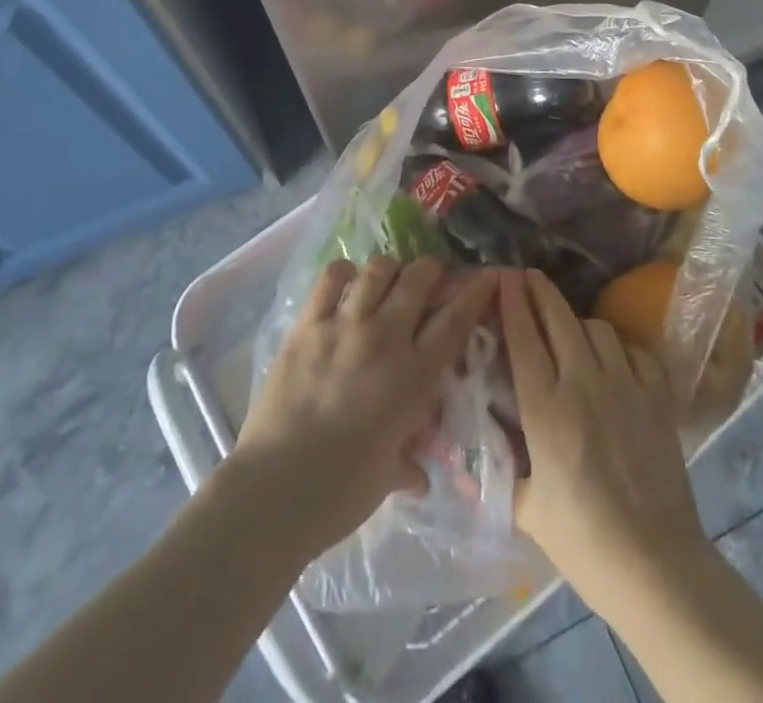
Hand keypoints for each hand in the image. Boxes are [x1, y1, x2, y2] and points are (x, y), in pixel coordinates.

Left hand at [233, 256, 497, 555]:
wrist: (276, 490)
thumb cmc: (341, 493)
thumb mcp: (388, 475)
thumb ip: (408, 462)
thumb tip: (418, 475)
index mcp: (414, 376)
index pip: (455, 320)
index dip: (475, 292)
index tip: (487, 275)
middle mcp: (385, 339)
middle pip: (418, 279)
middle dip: (431, 270)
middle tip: (430, 278)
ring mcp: (344, 326)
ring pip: (378, 270)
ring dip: (390, 269)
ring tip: (387, 279)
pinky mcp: (307, 325)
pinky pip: (331, 278)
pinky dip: (344, 273)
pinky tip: (347, 282)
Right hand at [500, 269, 712, 615]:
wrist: (656, 566)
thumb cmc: (583, 542)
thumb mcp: (526, 510)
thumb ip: (497, 474)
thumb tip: (460, 464)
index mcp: (545, 410)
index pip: (523, 338)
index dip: (511, 302)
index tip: (503, 276)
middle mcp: (584, 385)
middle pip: (559, 319)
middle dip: (540, 291)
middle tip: (526, 276)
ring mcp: (626, 385)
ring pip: (597, 328)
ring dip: (577, 322)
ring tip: (568, 329)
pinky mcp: (658, 396)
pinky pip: (634, 350)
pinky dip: (619, 348)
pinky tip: (613, 360)